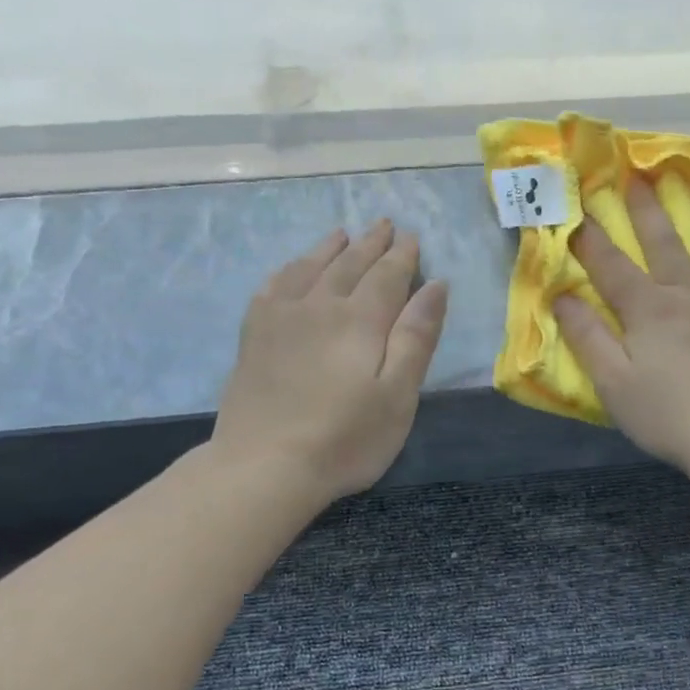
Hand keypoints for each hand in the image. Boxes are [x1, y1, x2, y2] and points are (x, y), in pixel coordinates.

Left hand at [212, 221, 448, 502]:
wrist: (265, 465)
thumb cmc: (346, 439)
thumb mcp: (399, 395)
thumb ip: (417, 337)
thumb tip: (436, 286)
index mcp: (362, 320)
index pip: (388, 275)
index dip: (403, 255)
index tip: (411, 236)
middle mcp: (321, 305)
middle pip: (350, 264)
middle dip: (371, 243)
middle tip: (384, 224)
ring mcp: (281, 317)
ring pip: (311, 267)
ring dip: (331, 248)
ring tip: (343, 234)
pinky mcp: (254, 335)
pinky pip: (273, 285)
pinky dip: (289, 269)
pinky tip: (294, 268)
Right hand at [556, 179, 689, 479]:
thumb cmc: (668, 416)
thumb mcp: (613, 383)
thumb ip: (587, 337)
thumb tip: (561, 297)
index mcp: (650, 311)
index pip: (612, 267)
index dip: (591, 239)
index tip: (577, 207)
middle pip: (667, 246)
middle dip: (649, 210)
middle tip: (641, 174)